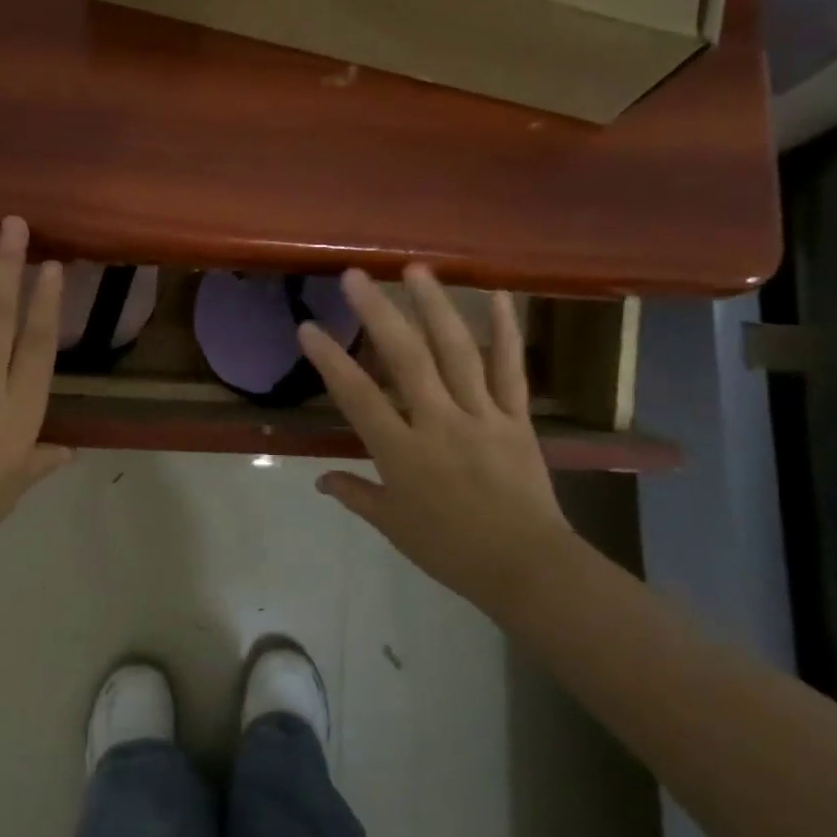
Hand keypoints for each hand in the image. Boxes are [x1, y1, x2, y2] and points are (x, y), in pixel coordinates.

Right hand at [297, 267, 573, 609]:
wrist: (527, 567)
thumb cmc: (451, 550)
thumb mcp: (393, 525)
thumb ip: (356, 495)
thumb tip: (320, 479)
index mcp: (403, 453)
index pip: (358, 397)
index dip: (331, 361)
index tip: (308, 328)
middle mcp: (439, 423)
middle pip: (406, 360)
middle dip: (378, 313)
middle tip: (356, 275)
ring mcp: (481, 416)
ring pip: (456, 352)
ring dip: (435, 306)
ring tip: (415, 269)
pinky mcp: (516, 417)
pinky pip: (509, 369)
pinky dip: (505, 331)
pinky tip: (498, 295)